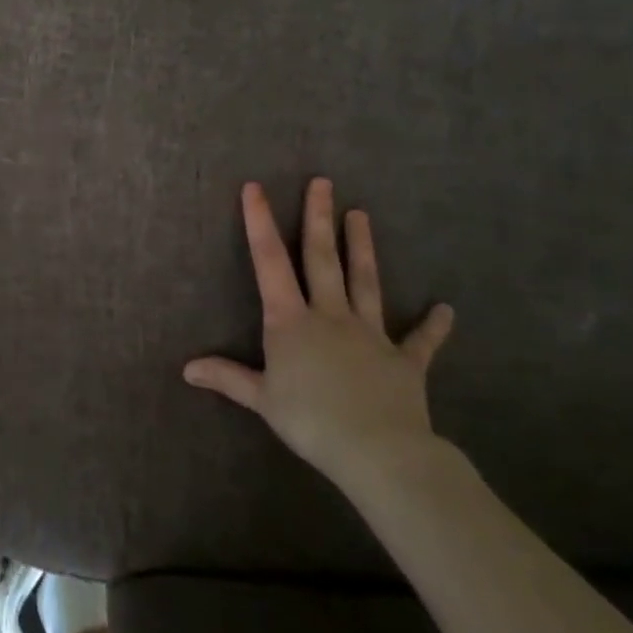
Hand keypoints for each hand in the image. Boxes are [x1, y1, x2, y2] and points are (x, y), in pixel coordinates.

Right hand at [184, 179, 453, 489]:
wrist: (378, 450)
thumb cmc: (310, 420)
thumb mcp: (261, 399)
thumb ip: (227, 378)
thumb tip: (187, 369)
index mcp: (291, 320)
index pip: (270, 262)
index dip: (259, 223)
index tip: (255, 187)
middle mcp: (330, 315)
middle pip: (323, 258)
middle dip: (319, 218)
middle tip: (323, 182)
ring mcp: (370, 334)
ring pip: (365, 281)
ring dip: (363, 247)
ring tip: (361, 214)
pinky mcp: (404, 360)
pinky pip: (420, 341)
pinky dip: (433, 326)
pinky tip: (446, 310)